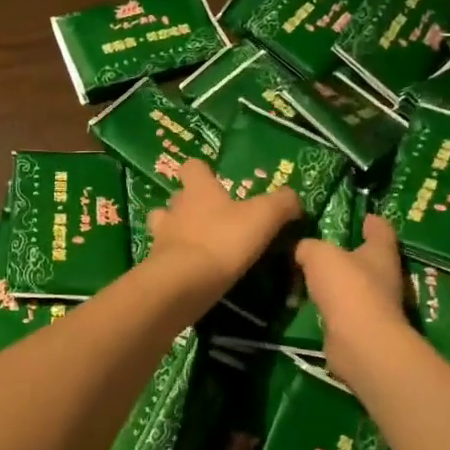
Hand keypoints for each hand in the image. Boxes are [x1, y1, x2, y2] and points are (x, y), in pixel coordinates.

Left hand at [146, 159, 300, 298]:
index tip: (216, 181)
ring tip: (199, 245)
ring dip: (178, 232)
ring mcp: (161, 237)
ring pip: (165, 226)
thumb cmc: (223, 240)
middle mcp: (175, 208)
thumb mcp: (264, 217)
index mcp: (198, 190)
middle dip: (191, 205)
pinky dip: (177, 261)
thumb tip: (292, 199)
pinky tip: (194, 271)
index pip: (192, 167)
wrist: (184, 283)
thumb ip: (281, 203)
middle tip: (214, 219)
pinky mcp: (157, 265)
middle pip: (178, 197)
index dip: (203, 171)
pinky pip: (165, 256)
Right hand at [296, 214, 412, 374]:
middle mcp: (384, 277)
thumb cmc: (347, 287)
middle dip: (349, 252)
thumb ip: (308, 246)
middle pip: (368, 258)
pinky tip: (309, 300)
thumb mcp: (319, 254)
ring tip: (309, 273)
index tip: (361, 216)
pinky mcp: (361, 328)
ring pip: (354, 285)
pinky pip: (342, 308)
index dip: (371, 220)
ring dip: (337, 281)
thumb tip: (302, 249)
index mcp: (381, 252)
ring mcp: (375, 305)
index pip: (381, 229)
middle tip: (321, 244)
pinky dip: (329, 304)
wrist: (359, 342)